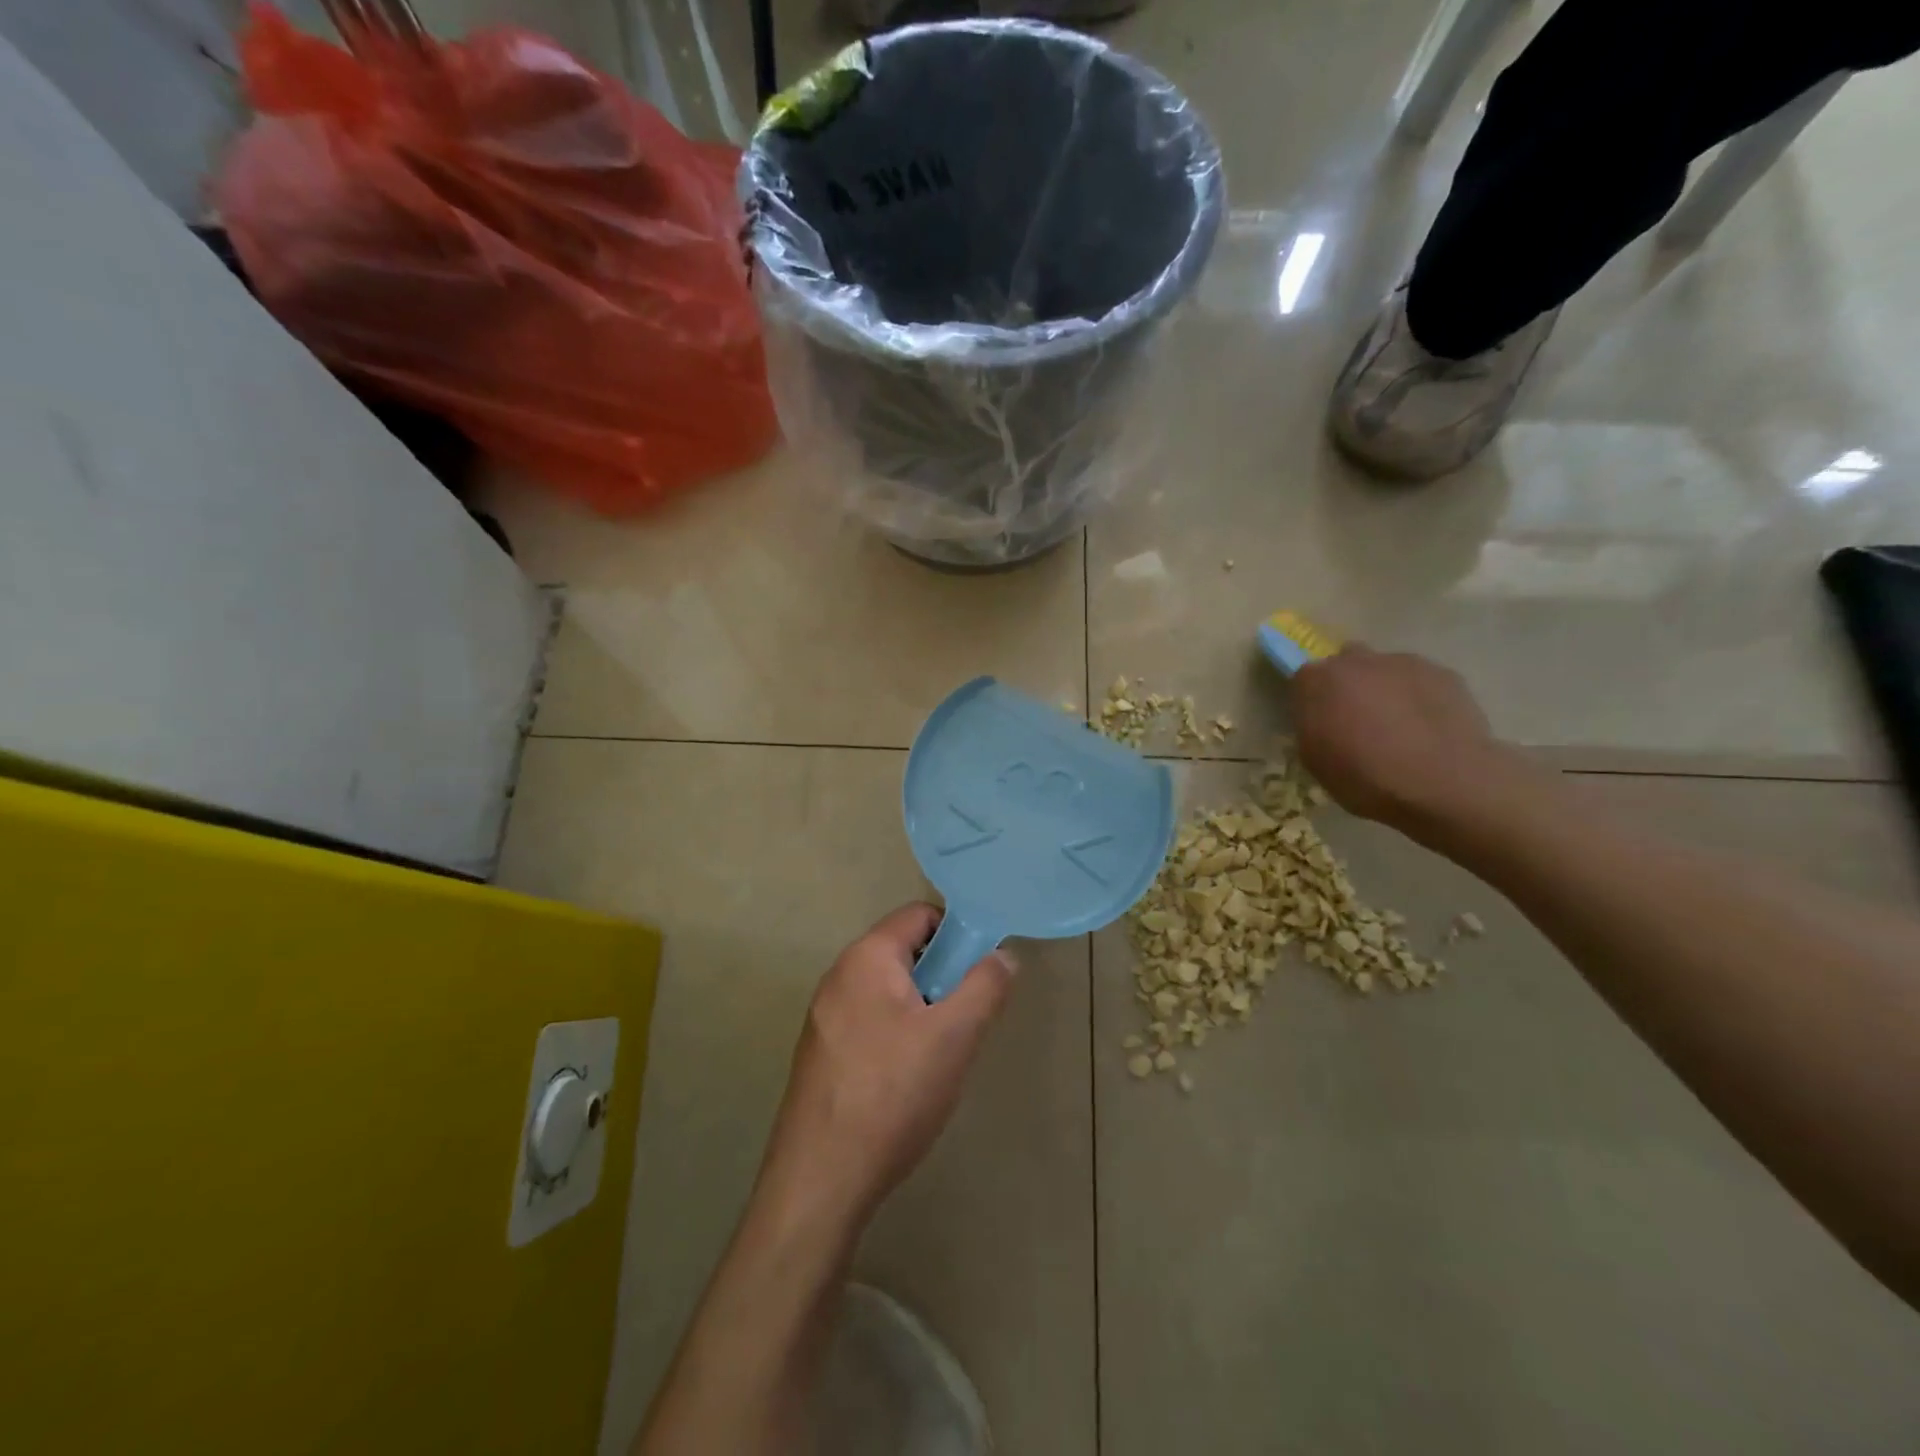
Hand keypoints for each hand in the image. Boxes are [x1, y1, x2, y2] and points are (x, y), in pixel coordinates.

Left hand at [755, 904, 1014, 1230]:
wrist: (821, 1179)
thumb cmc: (893, 1094)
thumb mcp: (955, 1036)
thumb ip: (985, 986)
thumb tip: (1003, 954)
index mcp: (866, 957)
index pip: (919, 915)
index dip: (958, 933)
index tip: (981, 971)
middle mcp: (839, 975)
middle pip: (905, 952)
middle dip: (942, 977)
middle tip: (966, 1019)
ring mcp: (825, 1015)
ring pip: (890, 991)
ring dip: (923, 1009)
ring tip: (942, 1056)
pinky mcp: (821, 1052)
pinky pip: (870, 1021)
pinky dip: (897, 1034)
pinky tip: (908, 1081)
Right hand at [1289, 645, 1525, 832]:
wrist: (1445, 783)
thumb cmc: (1367, 778)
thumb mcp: (1315, 762)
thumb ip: (1311, 728)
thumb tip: (1321, 720)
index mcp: (1320, 681)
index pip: (1304, 678)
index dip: (1310, 700)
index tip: (1319, 723)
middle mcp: (1359, 661)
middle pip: (1345, 662)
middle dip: (1347, 685)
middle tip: (1355, 720)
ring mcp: (1405, 663)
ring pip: (1385, 670)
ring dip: (1384, 690)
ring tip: (1398, 728)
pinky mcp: (1444, 674)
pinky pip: (1421, 681)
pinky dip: (1418, 698)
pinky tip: (1427, 729)